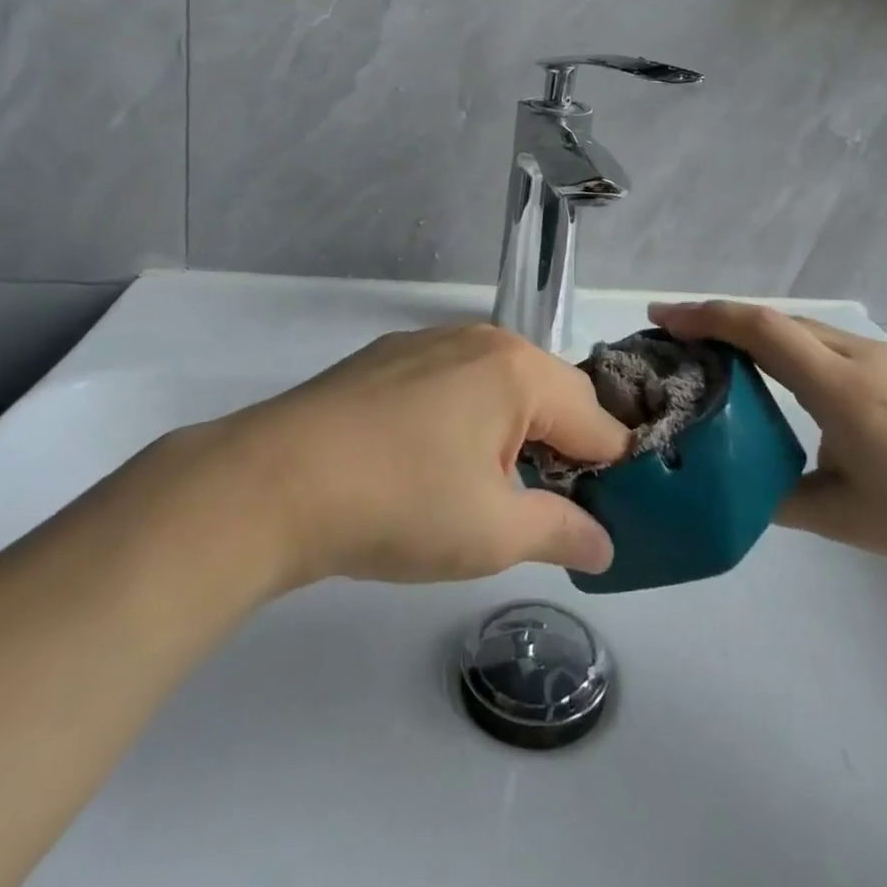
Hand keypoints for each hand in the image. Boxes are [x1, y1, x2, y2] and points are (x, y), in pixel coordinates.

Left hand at [190, 325, 633, 589]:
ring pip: (502, 384)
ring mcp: (431, 341)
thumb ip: (561, 532)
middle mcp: (482, 339)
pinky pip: (456, 380)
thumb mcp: (492, 533)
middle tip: (550, 507)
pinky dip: (470, 415)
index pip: (596, 419)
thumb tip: (605, 547)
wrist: (273, 482)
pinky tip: (435, 458)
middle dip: (564, 448)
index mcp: (518, 370)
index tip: (611, 515)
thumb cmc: (399, 504)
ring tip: (492, 487)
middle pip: (552, 393)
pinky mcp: (391, 355)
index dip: (613, 470)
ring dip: (516, 431)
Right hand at [649, 301, 886, 573]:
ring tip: (720, 361)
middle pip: (775, 320)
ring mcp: (885, 355)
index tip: (659, 317)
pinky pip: (829, 344)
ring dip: (755, 335)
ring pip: (804, 330)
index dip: (704, 316)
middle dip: (719, 321)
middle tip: (676, 342)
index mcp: (838, 386)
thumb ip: (777, 496)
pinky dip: (789, 349)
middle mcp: (858, 354)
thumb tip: (733, 482)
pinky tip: (784, 382)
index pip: (759, 328)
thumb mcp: (842, 517)